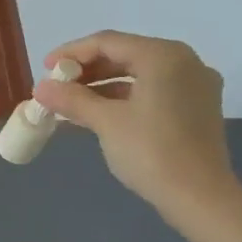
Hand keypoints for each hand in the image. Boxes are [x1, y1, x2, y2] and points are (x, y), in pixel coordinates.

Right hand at [31, 31, 235, 211]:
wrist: (201, 199)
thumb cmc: (152, 152)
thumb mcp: (105, 122)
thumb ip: (72, 99)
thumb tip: (40, 87)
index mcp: (163, 56)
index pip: (108, 42)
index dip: (72, 52)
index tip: (45, 68)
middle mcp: (184, 62)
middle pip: (125, 55)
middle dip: (87, 69)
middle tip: (57, 85)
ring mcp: (195, 85)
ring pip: (139, 74)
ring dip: (103, 85)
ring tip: (72, 101)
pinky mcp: (197, 108)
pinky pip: (153, 90)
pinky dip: (125, 97)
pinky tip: (99, 112)